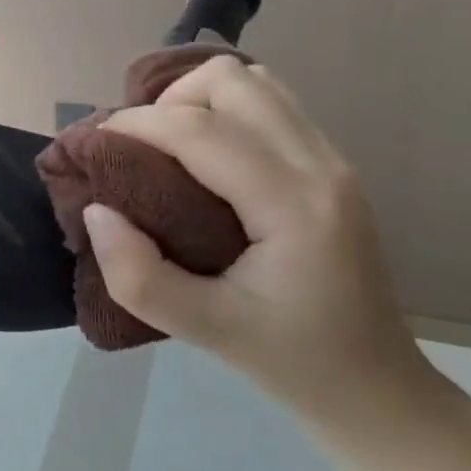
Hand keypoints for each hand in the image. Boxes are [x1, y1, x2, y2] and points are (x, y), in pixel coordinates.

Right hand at [81, 55, 439, 431]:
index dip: (136, 124)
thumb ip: (138, 276)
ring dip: (199, 99)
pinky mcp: (329, 165)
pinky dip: (223, 110)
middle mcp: (320, 165)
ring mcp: (332, 160)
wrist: (377, 390)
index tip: (93, 145)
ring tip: (169, 147)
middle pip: (231, 80)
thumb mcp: (204, 332)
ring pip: (254, 81)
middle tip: (141, 150)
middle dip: (169, 101)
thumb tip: (97, 212)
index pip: (199, 129)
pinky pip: (269, 105)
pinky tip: (203, 157)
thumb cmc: (292, 362)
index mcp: (293, 205)